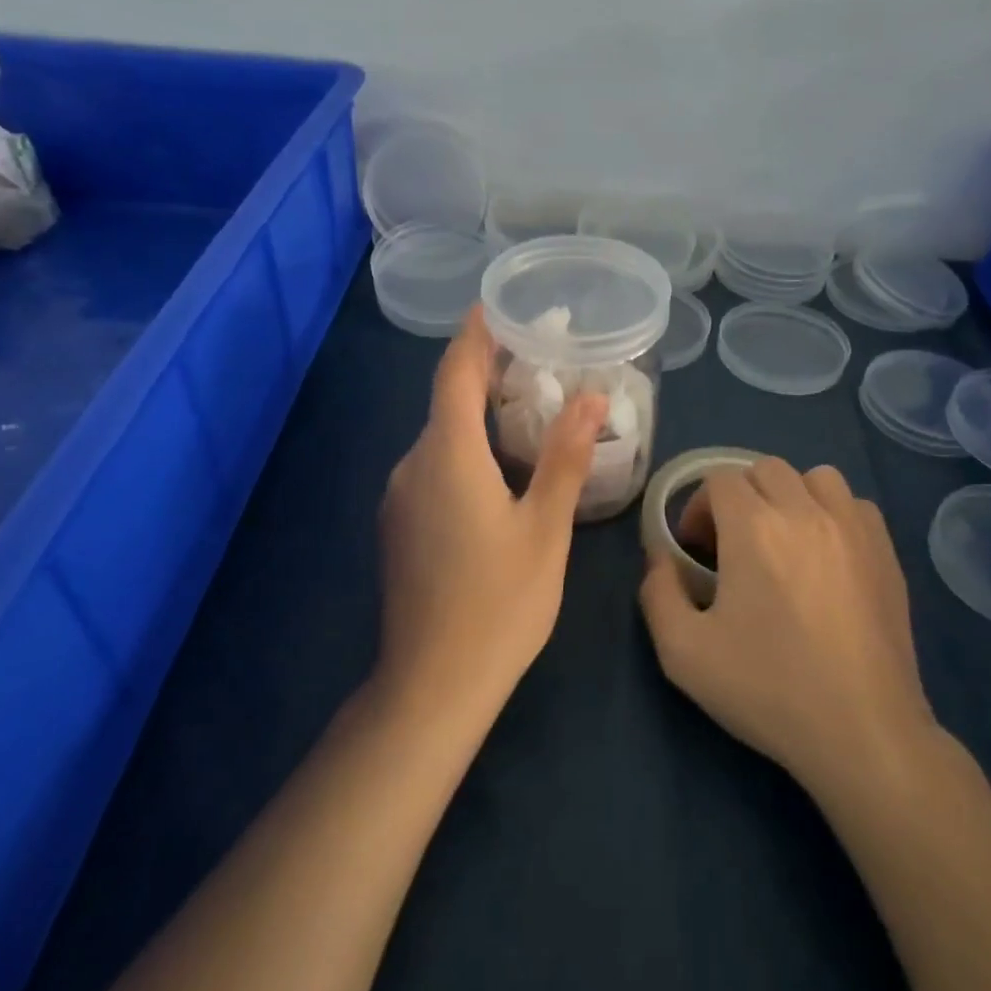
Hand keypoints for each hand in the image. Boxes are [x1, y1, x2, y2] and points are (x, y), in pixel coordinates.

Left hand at [376, 307, 605, 719]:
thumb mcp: (545, 528)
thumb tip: (591, 396)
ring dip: (477, 417)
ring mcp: (400, 498)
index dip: (476, 335)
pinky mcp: (399, 526)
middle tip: (539, 362)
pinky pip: (433, 469)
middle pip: (447, 402)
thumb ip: (565, 457)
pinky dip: (464, 451)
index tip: (498, 306)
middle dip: (487, 375)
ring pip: (440, 439)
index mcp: (448, 455)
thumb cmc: (499, 603)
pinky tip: (498, 472)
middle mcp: (413, 465)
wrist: (432, 684)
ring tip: (528, 413)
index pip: (456, 373)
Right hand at [639, 459, 938, 798]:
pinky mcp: (886, 552)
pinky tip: (826, 556)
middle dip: (738, 498)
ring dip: (789, 497)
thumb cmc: (768, 689)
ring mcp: (854, 528)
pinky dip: (833, 514)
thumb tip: (659, 558)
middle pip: (764, 469)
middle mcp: (806, 511)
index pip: (719, 479)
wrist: (861, 730)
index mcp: (754, 528)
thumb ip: (657, 593)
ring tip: (783, 542)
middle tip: (732, 547)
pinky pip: (855, 505)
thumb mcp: (683, 652)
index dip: (698, 509)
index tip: (696, 552)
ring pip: (815, 478)